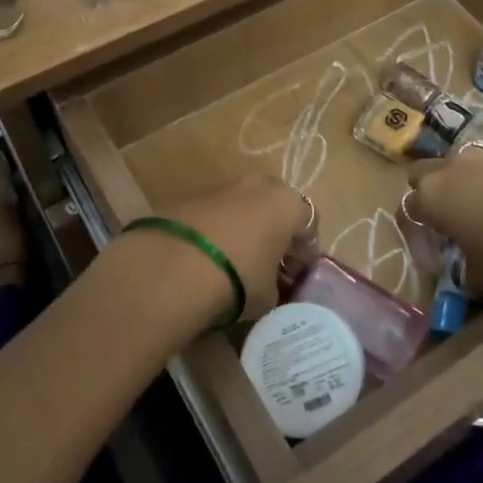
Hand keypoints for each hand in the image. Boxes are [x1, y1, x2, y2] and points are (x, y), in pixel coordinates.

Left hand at [147, 175, 310, 324]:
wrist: (173, 266)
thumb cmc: (239, 278)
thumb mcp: (269, 296)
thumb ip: (277, 287)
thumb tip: (271, 287)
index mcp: (288, 204)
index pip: (309, 225)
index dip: (305, 253)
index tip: (298, 275)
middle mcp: (259, 186)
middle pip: (276, 208)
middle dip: (277, 233)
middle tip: (272, 264)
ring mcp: (224, 187)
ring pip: (246, 207)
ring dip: (247, 229)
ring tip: (240, 262)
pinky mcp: (192, 197)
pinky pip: (218, 214)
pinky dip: (220, 231)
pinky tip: (212, 257)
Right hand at [405, 149, 482, 301]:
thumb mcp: (482, 277)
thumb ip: (467, 275)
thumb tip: (469, 277)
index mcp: (431, 198)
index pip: (408, 210)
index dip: (415, 232)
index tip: (430, 253)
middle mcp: (449, 170)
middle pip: (423, 173)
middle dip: (429, 192)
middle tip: (445, 220)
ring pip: (459, 167)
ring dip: (463, 185)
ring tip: (481, 212)